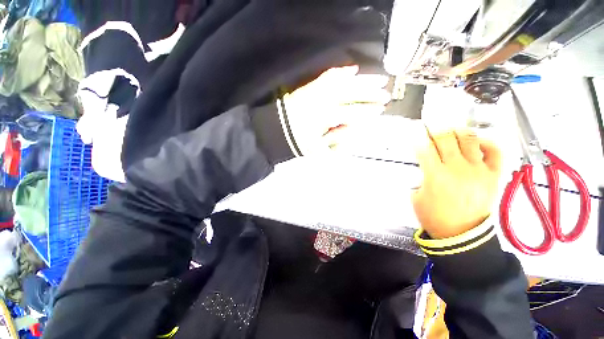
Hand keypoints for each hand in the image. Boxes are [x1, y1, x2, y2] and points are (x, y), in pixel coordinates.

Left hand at [283, 65, 389, 154]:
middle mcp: (324, 101)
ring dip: (362, 81)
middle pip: (352, 95)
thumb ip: (337, 138)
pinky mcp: (310, 88)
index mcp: (326, 118)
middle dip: (370, 94)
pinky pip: (328, 77)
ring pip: (345, 83)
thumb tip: (353, 127)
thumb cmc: (298, 142)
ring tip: (378, 79)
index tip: (380, 110)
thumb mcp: (318, 149)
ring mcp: (316, 92)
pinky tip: (352, 70)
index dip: (368, 112)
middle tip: (385, 93)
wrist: (277, 130)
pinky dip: (340, 73)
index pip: (353, 113)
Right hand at [412, 129, 501, 238]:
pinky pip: (495, 152)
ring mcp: (478, 171)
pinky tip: (477, 142)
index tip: (416, 130)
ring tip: (452, 130)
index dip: (418, 136)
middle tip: (432, 127)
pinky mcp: (493, 176)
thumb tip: (425, 166)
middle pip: (446, 139)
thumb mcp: (416, 197)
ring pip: (470, 140)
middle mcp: (457, 169)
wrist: (461, 235)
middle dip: (436, 130)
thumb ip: (420, 178)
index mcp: (435, 175)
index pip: (425, 148)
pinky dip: (487, 143)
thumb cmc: (434, 216)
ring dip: (458, 131)